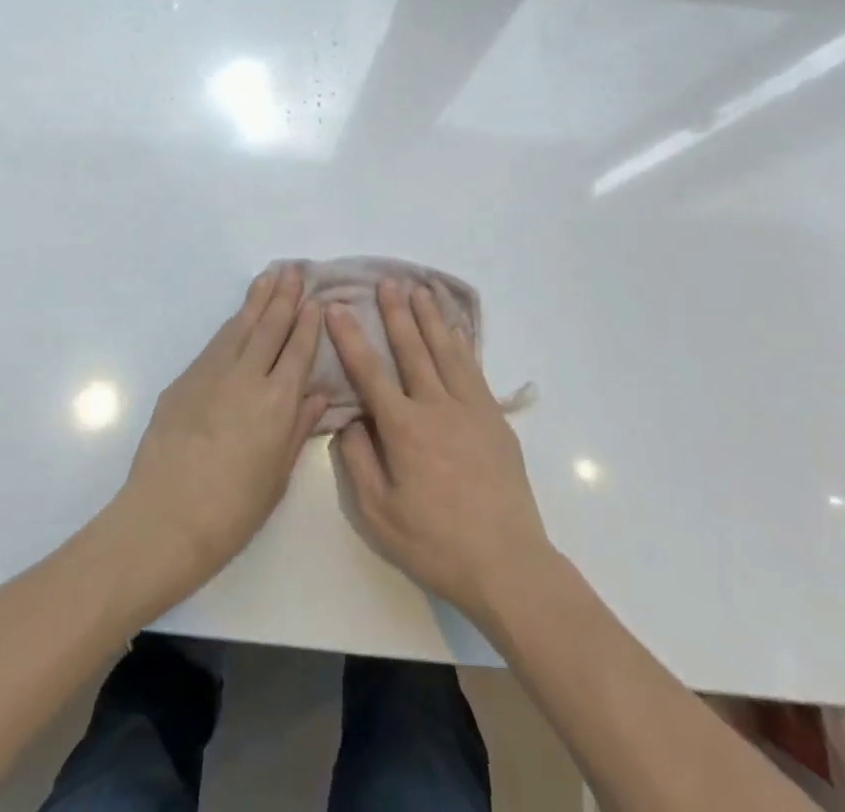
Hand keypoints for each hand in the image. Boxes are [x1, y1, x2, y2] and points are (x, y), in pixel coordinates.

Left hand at [112, 265, 327, 607]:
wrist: (164, 518)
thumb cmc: (231, 510)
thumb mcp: (277, 476)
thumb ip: (298, 430)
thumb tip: (317, 395)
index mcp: (277, 402)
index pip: (298, 350)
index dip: (308, 323)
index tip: (316, 300)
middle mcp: (247, 377)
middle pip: (270, 327)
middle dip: (285, 297)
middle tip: (294, 270)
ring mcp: (212, 373)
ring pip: (241, 325)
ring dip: (258, 299)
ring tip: (270, 276)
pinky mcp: (186, 379)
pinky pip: (217, 342)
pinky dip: (233, 324)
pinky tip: (239, 316)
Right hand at [329, 279, 554, 624]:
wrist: (507, 563)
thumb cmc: (436, 544)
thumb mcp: (380, 515)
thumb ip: (358, 462)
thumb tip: (348, 421)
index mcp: (404, 429)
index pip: (370, 372)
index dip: (350, 337)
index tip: (337, 307)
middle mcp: (436, 407)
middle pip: (412, 349)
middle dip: (396, 313)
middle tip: (386, 281)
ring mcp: (470, 408)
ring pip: (446, 350)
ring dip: (430, 317)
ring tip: (420, 289)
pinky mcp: (493, 418)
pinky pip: (474, 368)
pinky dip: (462, 343)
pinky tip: (456, 329)